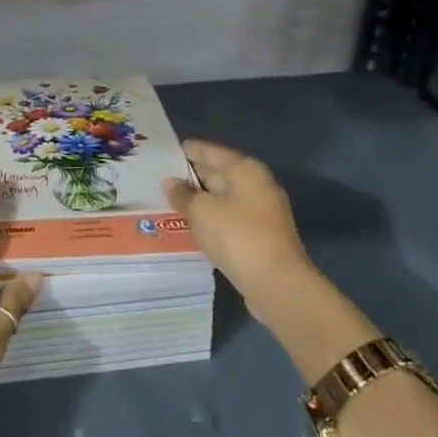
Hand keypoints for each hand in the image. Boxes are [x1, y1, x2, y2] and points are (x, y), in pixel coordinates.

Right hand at [163, 139, 312, 303]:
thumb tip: (171, 182)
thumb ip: (183, 194)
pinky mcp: (260, 236)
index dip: (186, 151)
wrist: (278, 285)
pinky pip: (229, 218)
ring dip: (200, 200)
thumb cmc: (238, 236)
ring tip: (168, 201)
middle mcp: (257, 185)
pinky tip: (191, 225)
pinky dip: (211, 219)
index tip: (162, 153)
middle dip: (190, 176)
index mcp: (245, 169)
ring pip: (223, 198)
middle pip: (218, 173)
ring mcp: (261, 212)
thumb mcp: (201, 211)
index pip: (209, 151)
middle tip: (159, 178)